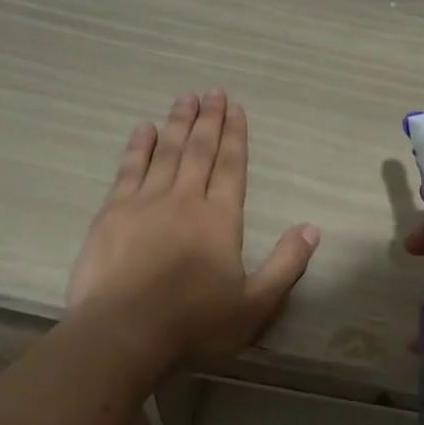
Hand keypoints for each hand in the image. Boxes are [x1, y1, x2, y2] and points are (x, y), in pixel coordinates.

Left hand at [68, 90, 319, 366]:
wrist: (123, 333)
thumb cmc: (194, 324)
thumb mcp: (255, 305)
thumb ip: (287, 265)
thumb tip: (312, 228)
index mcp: (220, 220)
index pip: (231, 167)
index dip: (236, 137)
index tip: (236, 109)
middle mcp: (184, 200)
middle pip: (199, 151)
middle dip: (208, 120)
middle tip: (213, 91)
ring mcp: (144, 203)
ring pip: (165, 152)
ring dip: (177, 123)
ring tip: (184, 97)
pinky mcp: (111, 214)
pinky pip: (128, 169)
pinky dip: (138, 147)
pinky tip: (144, 130)